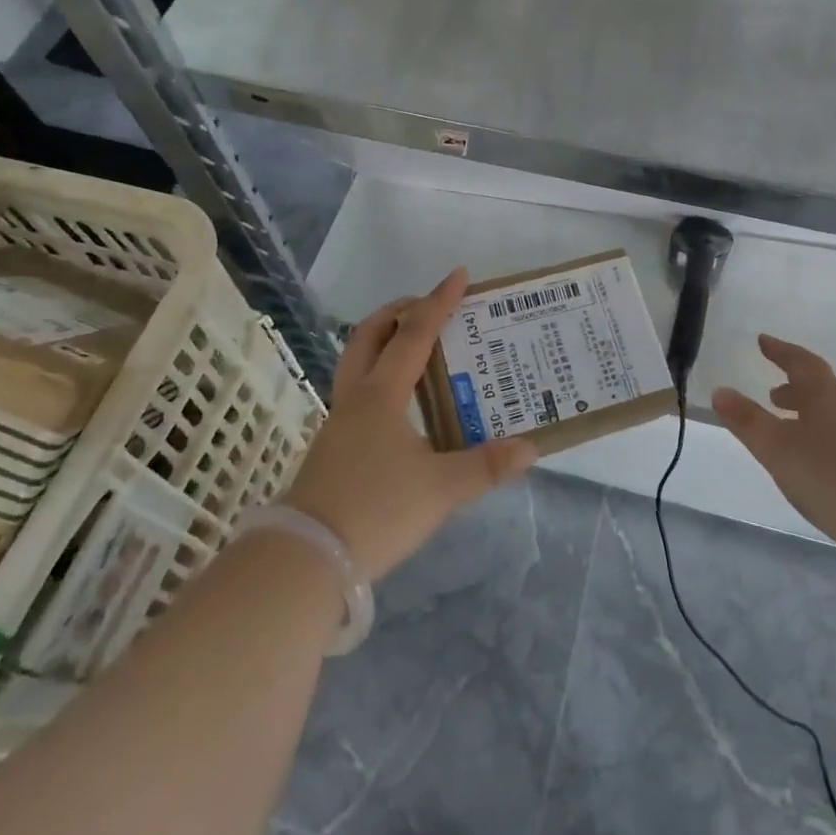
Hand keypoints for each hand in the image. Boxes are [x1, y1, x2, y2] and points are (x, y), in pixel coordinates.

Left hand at [284, 269, 537, 581]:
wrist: (306, 559)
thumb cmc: (376, 510)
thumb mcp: (441, 489)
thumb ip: (486, 466)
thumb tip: (529, 448)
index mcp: (381, 394)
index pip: (415, 334)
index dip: (439, 302)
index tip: (459, 275)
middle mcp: (356, 398)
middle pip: (370, 335)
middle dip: (399, 312)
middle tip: (429, 306)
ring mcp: (339, 422)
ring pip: (358, 362)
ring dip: (386, 342)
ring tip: (420, 348)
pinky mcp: (333, 447)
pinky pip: (359, 391)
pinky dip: (382, 376)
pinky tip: (404, 403)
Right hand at [711, 335, 835, 565]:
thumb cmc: (832, 474)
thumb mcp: (778, 448)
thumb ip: (747, 421)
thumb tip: (720, 391)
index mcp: (826, 395)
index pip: (801, 363)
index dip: (781, 351)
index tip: (764, 341)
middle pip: (821, 390)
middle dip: (795, 390)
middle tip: (773, 396)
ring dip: (811, 417)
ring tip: (792, 433)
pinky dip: (828, 441)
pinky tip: (822, 466)